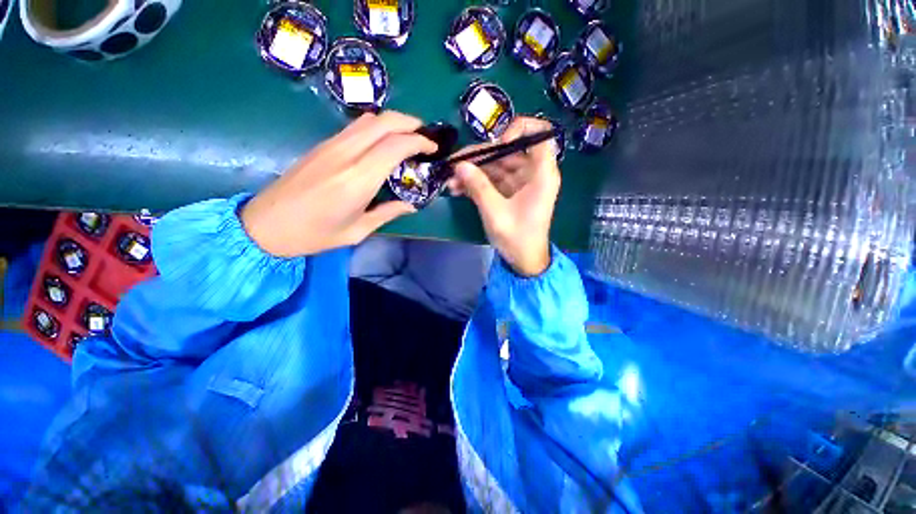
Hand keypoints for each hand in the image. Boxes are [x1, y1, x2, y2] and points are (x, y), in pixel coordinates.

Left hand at [241, 111, 436, 257]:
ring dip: (393, 122)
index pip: (395, 145)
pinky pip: (355, 127)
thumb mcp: (357, 231)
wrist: (264, 225)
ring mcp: (331, 146)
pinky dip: (376, 128)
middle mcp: (345, 155)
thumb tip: (411, 205)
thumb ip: (387, 213)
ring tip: (407, 138)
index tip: (433, 149)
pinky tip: (383, 144)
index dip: (419, 142)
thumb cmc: (313, 235)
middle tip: (425, 137)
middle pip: (383, 121)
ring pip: (368, 119)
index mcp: (358, 179)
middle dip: (410, 123)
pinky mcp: (322, 146)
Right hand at [448, 117, 559, 275]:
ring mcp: (520, 183)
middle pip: (508, 151)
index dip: (519, 131)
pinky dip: (476, 183)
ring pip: (496, 166)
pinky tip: (457, 188)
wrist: (524, 261)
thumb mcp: (495, 212)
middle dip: (479, 157)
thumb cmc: (517, 238)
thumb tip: (460, 164)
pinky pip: (493, 180)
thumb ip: (478, 186)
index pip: (539, 134)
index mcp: (541, 174)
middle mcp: (533, 173)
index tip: (497, 144)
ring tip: (450, 180)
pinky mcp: (510, 193)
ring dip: (473, 172)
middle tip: (453, 163)